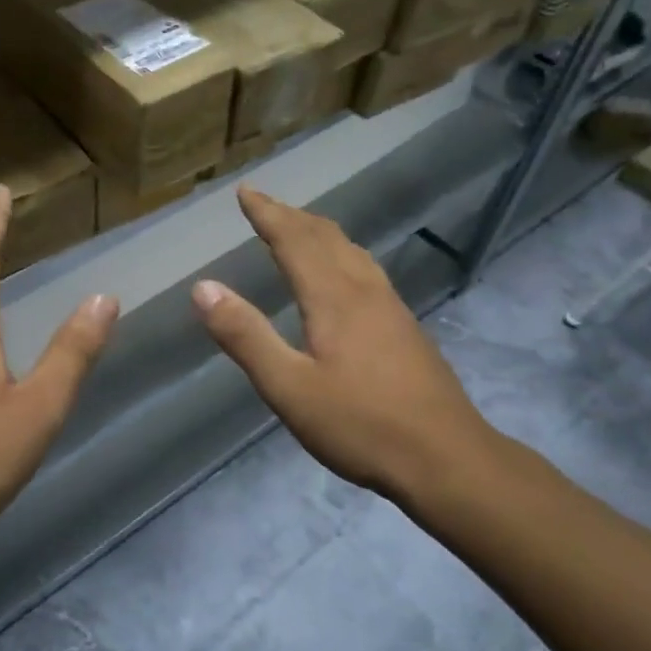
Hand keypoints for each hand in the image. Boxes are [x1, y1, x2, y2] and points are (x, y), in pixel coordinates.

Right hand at [191, 187, 515, 517]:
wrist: (447, 458)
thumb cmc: (360, 425)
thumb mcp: (289, 387)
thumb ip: (246, 336)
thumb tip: (203, 287)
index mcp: (333, 297)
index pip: (294, 239)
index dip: (267, 213)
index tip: (245, 191)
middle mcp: (364, 290)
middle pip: (326, 237)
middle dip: (291, 216)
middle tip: (264, 204)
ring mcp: (391, 308)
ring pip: (352, 251)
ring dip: (319, 232)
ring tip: (299, 228)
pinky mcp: (405, 328)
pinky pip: (366, 270)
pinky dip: (341, 254)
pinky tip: (344, 276)